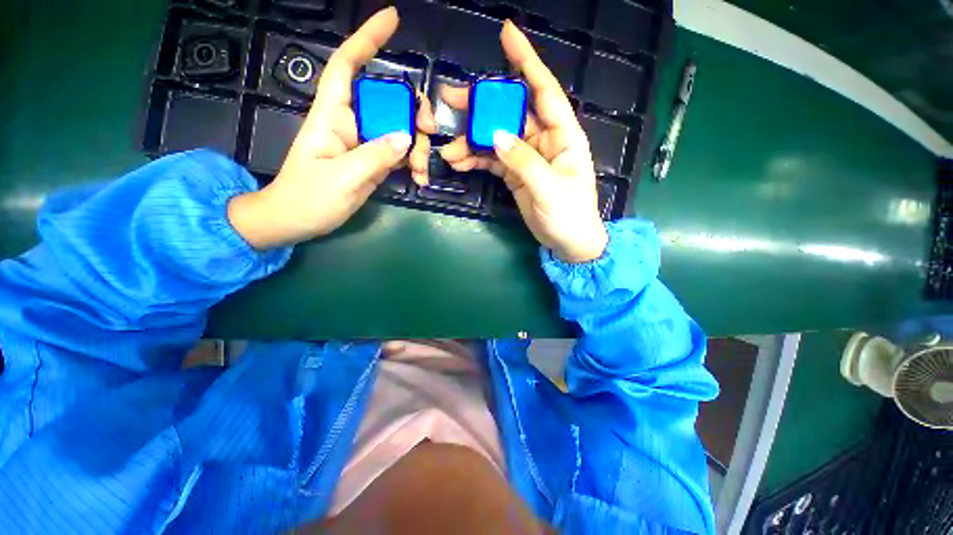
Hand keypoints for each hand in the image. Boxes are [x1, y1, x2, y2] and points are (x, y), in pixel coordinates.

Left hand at [229, 7, 436, 248]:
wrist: (298, 221)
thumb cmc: (308, 198)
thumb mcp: (343, 178)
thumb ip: (375, 156)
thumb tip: (407, 137)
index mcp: (332, 116)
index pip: (346, 67)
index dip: (366, 40)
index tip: (392, 19)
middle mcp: (351, 124)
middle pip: (388, 101)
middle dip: (413, 112)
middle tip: (430, 132)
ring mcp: (365, 144)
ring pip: (400, 130)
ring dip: (418, 147)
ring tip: (422, 172)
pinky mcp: (374, 162)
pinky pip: (400, 154)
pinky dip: (414, 163)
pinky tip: (420, 178)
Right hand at [438, 21, 606, 262]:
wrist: (568, 243)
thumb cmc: (569, 215)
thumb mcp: (549, 188)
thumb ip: (524, 161)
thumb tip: (495, 136)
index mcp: (562, 135)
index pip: (544, 91)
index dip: (526, 62)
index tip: (506, 35)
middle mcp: (543, 139)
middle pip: (510, 113)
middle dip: (481, 107)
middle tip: (449, 100)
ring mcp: (527, 157)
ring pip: (495, 138)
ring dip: (471, 142)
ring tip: (448, 149)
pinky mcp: (515, 173)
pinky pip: (492, 159)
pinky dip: (475, 159)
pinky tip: (458, 162)